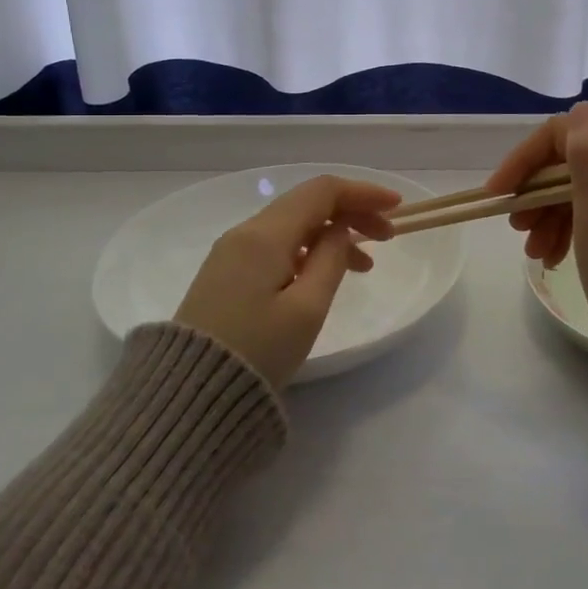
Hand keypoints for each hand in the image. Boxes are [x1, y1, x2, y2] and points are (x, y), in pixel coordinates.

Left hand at [174, 174, 399, 388]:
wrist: (190, 396)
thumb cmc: (257, 351)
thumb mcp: (307, 308)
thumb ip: (331, 260)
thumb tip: (340, 231)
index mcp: (265, 235)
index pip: (322, 192)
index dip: (363, 193)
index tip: (397, 208)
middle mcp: (245, 233)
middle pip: (307, 204)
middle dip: (351, 213)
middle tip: (388, 237)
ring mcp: (231, 253)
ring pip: (292, 226)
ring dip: (332, 234)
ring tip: (366, 265)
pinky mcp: (225, 274)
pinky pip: (276, 246)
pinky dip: (309, 250)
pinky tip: (325, 274)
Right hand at [487, 101, 587, 350]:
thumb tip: (580, 108)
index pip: (568, 136)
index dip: (527, 160)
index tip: (499, 195)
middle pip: (572, 164)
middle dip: (537, 193)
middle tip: (516, 230)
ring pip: (580, 189)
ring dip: (548, 215)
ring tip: (535, 253)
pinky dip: (569, 229)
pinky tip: (554, 256)